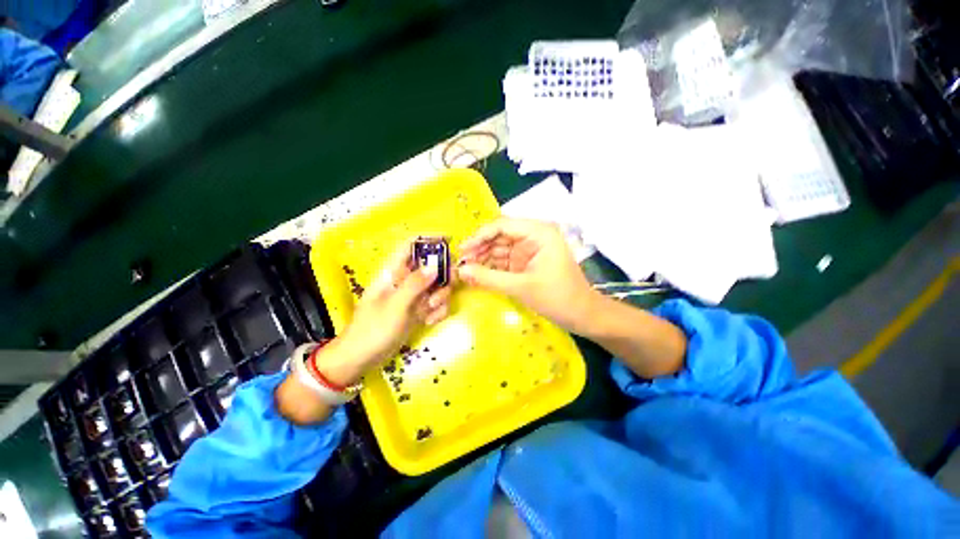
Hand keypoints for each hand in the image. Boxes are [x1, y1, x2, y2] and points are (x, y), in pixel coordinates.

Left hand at [319, 243, 451, 385]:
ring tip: (430, 311)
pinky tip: (429, 321)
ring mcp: (413, 295)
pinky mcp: (419, 309)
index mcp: (393, 271)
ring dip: (441, 297)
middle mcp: (405, 279)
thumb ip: (415, 284)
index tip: (450, 241)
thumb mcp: (395, 306)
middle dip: (443, 277)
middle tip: (444, 289)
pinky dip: (438, 311)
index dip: (429, 238)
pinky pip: (437, 303)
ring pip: (438, 285)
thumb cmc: (373, 330)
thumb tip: (435, 266)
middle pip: (432, 265)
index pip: (411, 245)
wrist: (362, 358)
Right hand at [457, 218, 598, 334]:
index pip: (502, 225)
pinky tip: (477, 275)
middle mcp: (533, 236)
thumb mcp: (521, 287)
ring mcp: (529, 250)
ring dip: (483, 259)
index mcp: (538, 232)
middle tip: (461, 262)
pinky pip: (504, 261)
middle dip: (480, 248)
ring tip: (465, 270)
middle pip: (499, 236)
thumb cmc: (558, 298)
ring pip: (499, 249)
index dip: (480, 236)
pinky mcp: (526, 263)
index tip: (463, 250)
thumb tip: (461, 270)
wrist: (582, 315)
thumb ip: (489, 278)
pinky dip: (491, 268)